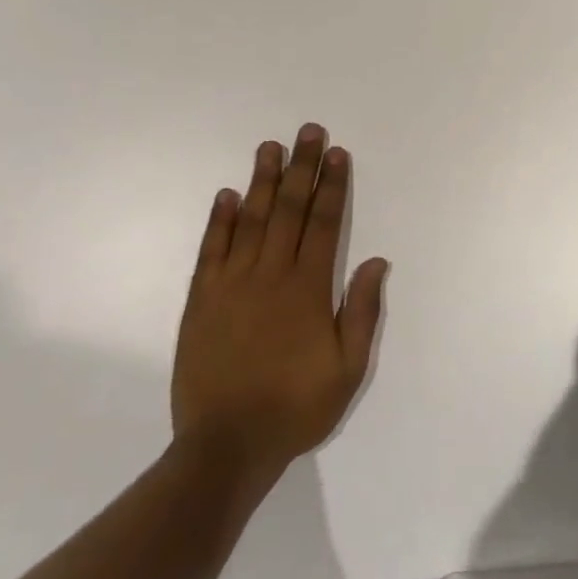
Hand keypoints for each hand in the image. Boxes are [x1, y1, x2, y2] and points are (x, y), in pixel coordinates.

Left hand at [172, 125, 385, 471]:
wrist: (226, 446)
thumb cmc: (296, 407)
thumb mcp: (348, 368)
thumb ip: (361, 311)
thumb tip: (376, 260)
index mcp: (308, 289)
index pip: (324, 223)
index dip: (333, 186)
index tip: (338, 154)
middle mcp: (270, 275)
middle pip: (288, 210)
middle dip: (301, 168)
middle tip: (308, 132)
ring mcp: (231, 285)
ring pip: (249, 220)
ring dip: (261, 181)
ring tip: (270, 147)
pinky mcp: (201, 300)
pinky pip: (211, 251)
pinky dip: (218, 221)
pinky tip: (225, 195)